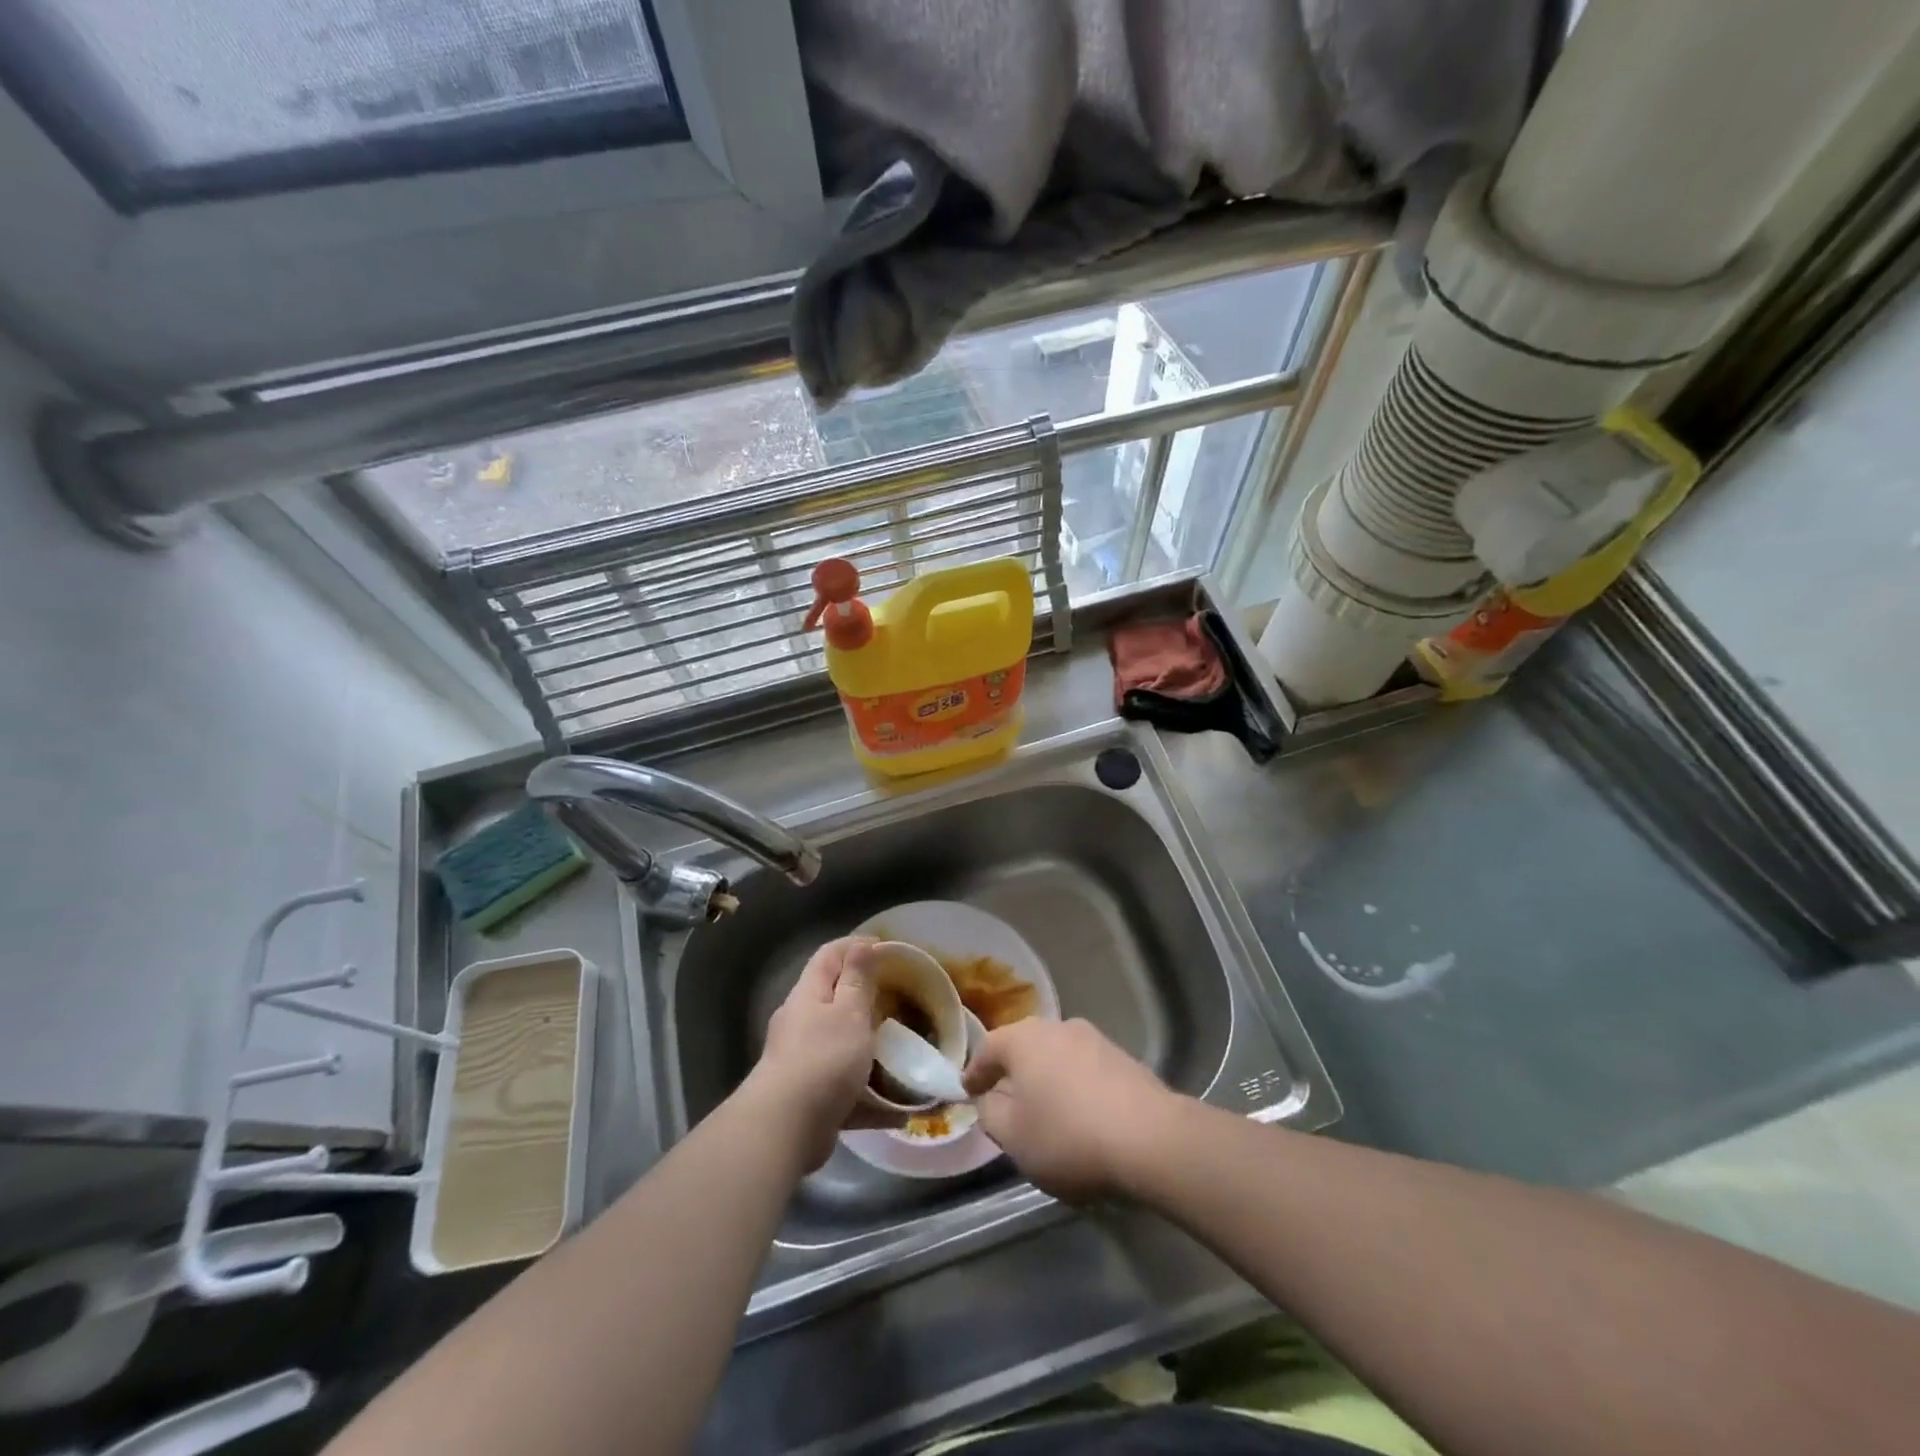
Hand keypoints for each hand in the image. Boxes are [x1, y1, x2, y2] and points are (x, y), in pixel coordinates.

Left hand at [748, 938, 879, 1170]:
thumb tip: (861, 945)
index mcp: (808, 995)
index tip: (887, 947)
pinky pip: (845, 1090)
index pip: (829, 955)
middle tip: (900, 999)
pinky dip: (870, 1097)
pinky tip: (899, 1110)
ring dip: (868, 1047)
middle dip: (865, 997)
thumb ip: (857, 979)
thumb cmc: (823, 1059)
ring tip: (901, 1051)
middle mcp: (800, 1023)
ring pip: (840, 1045)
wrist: (784, 1130)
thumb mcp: (849, 1012)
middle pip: (833, 999)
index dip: (855, 945)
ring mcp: (802, 1062)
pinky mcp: (810, 1098)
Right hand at [963, 1018, 1180, 1202]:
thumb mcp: (1013, 1137)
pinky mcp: (1123, 1058)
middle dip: (1012, 1072)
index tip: (968, 1092)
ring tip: (1044, 1110)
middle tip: (1003, 1099)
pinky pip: (1084, 1070)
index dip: (975, 1072)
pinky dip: (1074, 1087)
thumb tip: (990, 1099)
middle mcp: (1057, 1027)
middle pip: (1025, 1047)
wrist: (1150, 1139)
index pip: (988, 1048)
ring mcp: (1094, 1039)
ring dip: (1046, 1079)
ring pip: (1057, 1057)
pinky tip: (1080, 1114)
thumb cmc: (1068, 1136)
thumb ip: (991, 1113)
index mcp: (1024, 1039)